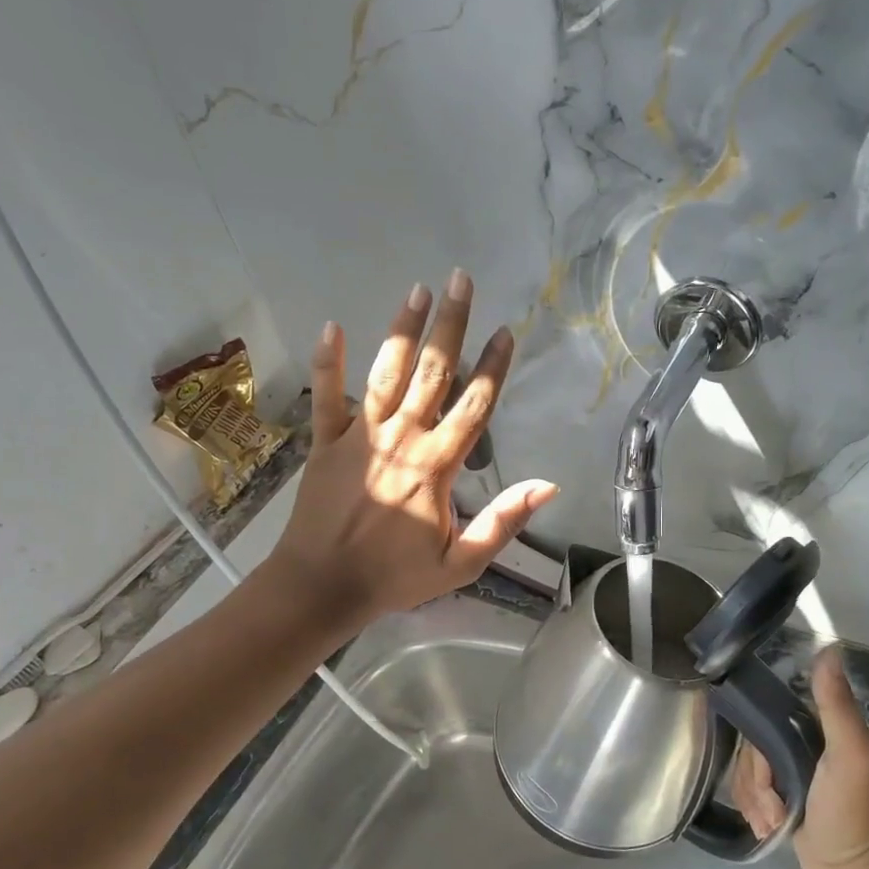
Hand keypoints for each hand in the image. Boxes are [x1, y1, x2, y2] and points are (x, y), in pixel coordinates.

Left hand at [263, 270, 558, 630]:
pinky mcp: (325, 443)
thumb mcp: (461, 564)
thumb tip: (547, 485)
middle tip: (460, 280)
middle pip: (433, 373)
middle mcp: (402, 439)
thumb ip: (503, 522)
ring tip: (417, 291)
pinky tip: (332, 326)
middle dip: (450, 324)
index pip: (473, 406)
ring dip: (403, 331)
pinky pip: (326, 396)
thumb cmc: (394, 577)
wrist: (321, 587)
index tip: (505, 331)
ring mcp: (360, 436)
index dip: (492, 367)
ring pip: (386, 374)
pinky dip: (328, 362)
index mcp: (436, 466)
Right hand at [733, 648, 868, 868]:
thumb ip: (836, 704)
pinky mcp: (780, 801)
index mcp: (817, 728)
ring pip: (746, 772)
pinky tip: (769, 828)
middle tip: (776, 804)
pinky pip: (748, 793)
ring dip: (755, 800)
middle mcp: (800, 745)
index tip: (765, 768)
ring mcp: (788, 775)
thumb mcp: (851, 754)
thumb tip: (828, 646)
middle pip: (751, 746)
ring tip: (775, 822)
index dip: (757, 739)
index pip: (766, 714)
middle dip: (757, 780)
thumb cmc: (854, 812)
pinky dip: (754, 812)